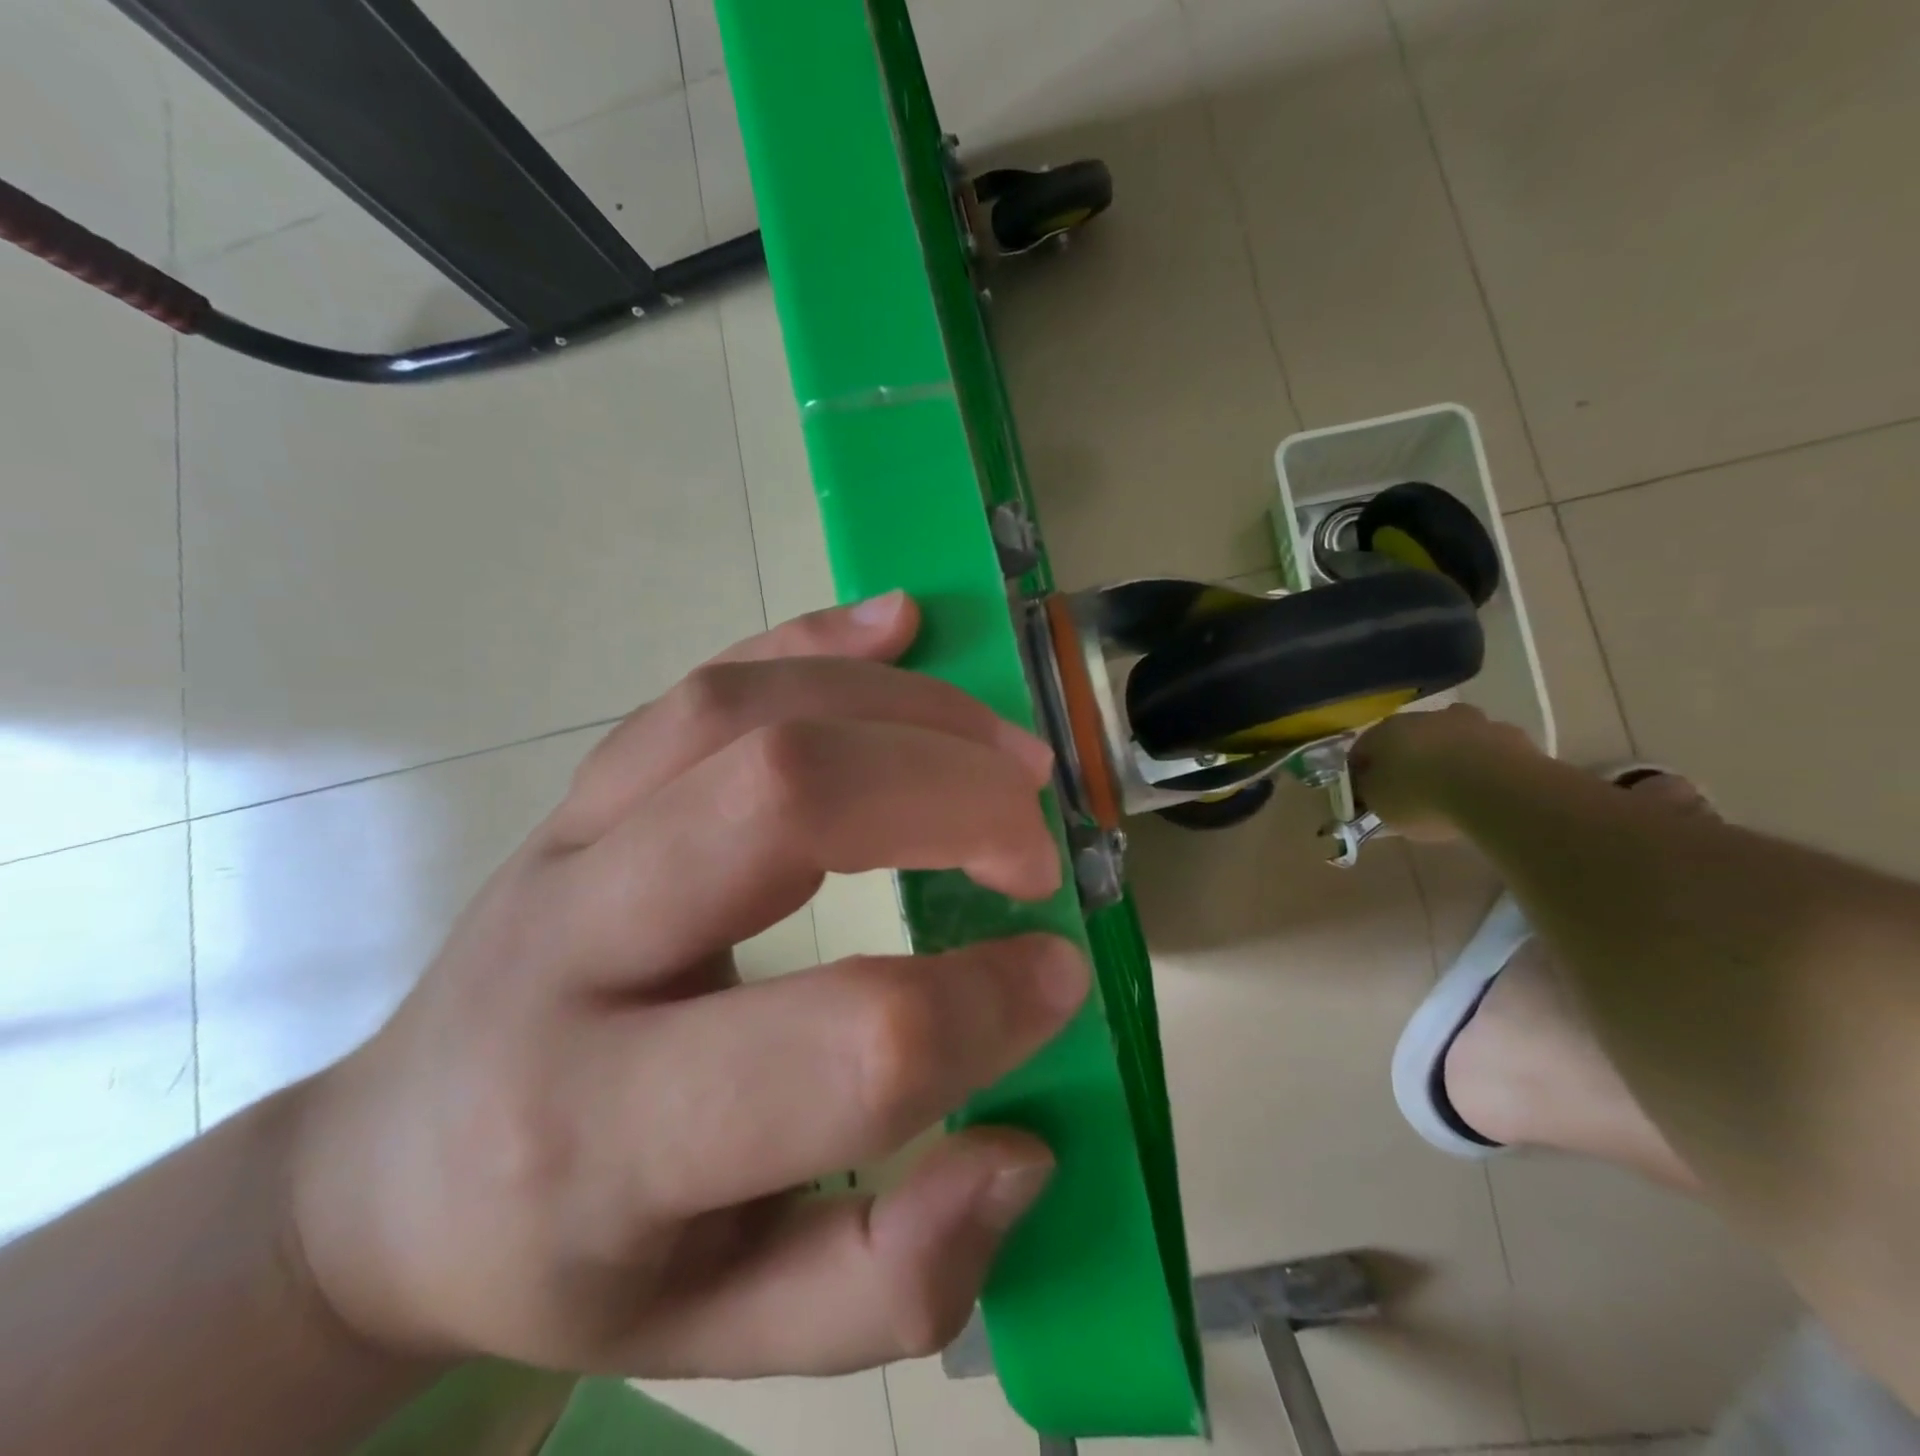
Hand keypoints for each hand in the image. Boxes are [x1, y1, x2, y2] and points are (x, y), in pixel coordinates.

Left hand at [285, 592, 1087, 1379]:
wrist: (395, 1171)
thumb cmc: (568, 1260)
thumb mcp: (722, 1330)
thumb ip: (888, 1278)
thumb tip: (1021, 1151)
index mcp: (606, 1127)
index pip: (841, 1037)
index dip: (984, 1005)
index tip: (1058, 975)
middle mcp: (574, 949)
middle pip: (781, 801)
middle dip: (949, 798)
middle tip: (1033, 838)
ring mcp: (569, 841)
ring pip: (744, 712)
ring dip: (904, 710)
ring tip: (1004, 748)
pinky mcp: (585, 791)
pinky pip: (704, 685)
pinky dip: (815, 639)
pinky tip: (898, 623)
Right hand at [1350, 703, 1535, 840]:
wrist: (1499, 791)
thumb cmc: (1422, 796)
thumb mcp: (1379, 804)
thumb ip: (1368, 792)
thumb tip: (1367, 786)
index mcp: (1385, 730)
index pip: (1362, 749)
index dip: (1361, 772)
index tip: (1366, 795)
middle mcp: (1425, 717)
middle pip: (1408, 738)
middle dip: (1406, 760)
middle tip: (1409, 791)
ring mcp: (1471, 722)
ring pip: (1450, 738)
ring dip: (1447, 756)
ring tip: (1452, 789)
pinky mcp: (1511, 735)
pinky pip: (1486, 750)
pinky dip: (1482, 764)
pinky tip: (1485, 788)